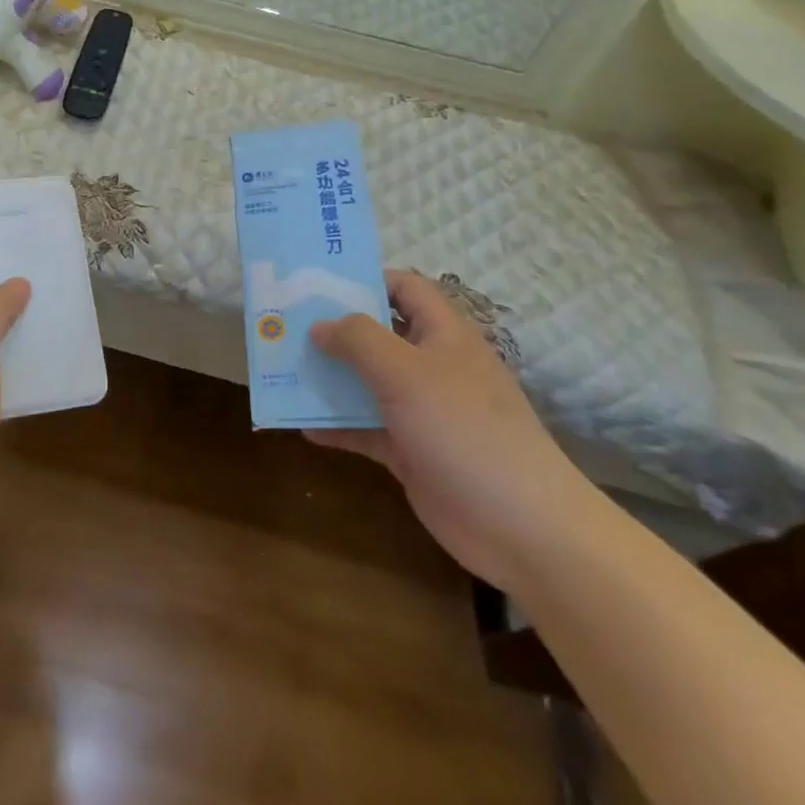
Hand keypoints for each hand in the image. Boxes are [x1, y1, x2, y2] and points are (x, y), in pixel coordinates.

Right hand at [307, 270, 600, 591]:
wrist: (521, 526)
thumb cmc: (463, 429)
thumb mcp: (405, 372)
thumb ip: (358, 340)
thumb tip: (319, 325)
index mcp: (443, 333)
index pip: (404, 288)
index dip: (366, 278)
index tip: (317, 282)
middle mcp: (432, 365)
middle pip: (379, 334)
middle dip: (335, 329)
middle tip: (286, 323)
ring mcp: (422, 410)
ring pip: (367, 382)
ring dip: (330, 377)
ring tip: (283, 368)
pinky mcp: (412, 450)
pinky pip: (366, 428)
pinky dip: (337, 425)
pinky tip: (302, 425)